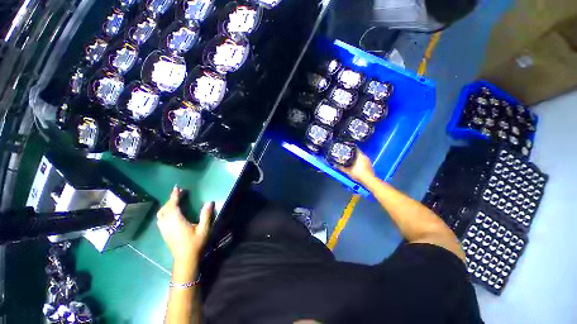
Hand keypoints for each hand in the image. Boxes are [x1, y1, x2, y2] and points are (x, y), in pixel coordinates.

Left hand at [157, 186, 213, 266]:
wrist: (185, 259)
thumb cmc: (195, 244)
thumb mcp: (204, 229)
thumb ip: (206, 215)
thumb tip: (209, 202)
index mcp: (177, 222)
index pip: (173, 205)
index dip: (174, 196)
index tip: (177, 188)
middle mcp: (168, 224)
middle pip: (165, 208)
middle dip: (171, 199)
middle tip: (178, 193)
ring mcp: (164, 229)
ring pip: (161, 214)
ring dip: (166, 205)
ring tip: (174, 201)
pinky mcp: (164, 233)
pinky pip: (161, 219)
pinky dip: (164, 212)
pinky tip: (170, 212)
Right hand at [338, 149, 375, 183]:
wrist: (368, 180)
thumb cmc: (358, 174)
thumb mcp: (347, 171)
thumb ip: (341, 167)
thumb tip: (335, 165)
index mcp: (360, 156)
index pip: (355, 148)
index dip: (350, 147)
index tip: (346, 147)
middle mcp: (365, 156)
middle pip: (358, 152)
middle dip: (352, 153)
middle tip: (347, 154)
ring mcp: (368, 161)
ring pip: (360, 156)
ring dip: (356, 157)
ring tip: (350, 159)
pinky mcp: (369, 165)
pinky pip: (363, 160)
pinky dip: (359, 161)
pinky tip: (356, 165)